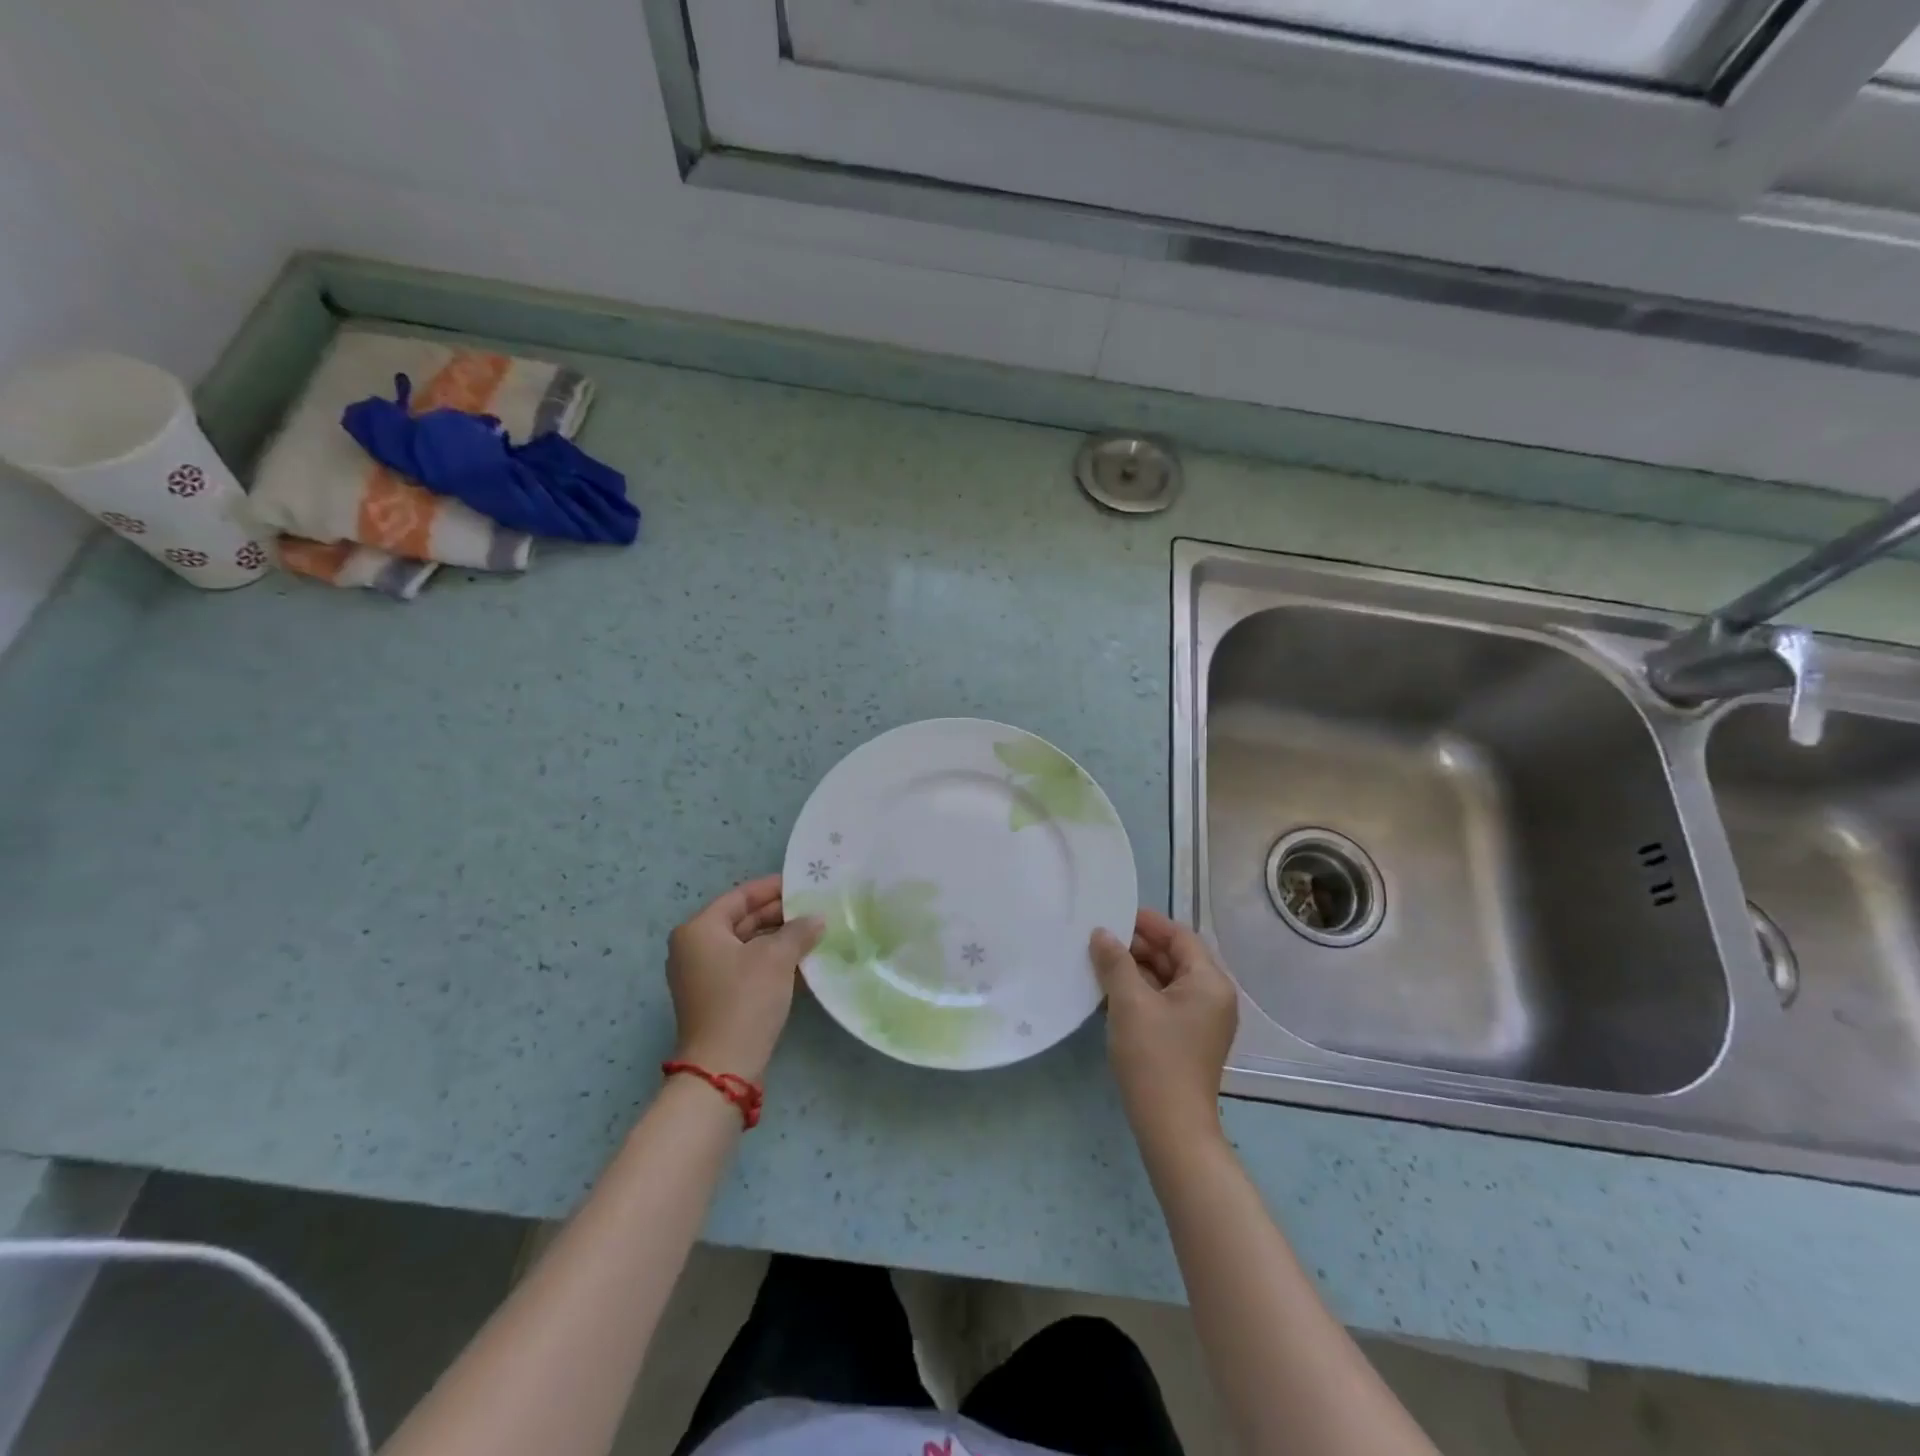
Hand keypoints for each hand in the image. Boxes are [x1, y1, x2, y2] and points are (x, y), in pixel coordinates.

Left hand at [667, 875, 823, 1082]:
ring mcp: (701, 975)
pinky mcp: (714, 998)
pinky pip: (744, 966)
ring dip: (776, 938)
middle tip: (813, 907)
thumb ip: (798, 931)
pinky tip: (799, 959)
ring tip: (812, 931)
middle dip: (778, 914)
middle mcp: (693, 947)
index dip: (772, 888)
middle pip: (741, 919)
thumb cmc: (745, 999)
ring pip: (745, 944)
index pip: (740, 896)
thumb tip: (816, 919)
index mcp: (699, 929)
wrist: (723, 1067)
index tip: (802, 883)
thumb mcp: (776, 958)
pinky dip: (768, 960)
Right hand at [1090, 908, 1238, 1142]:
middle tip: (1102, 937)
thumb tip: (1102, 933)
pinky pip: (1166, 1002)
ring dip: (1137, 969)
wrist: (1171, 1128)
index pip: (1181, 937)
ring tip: (1101, 960)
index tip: (1115, 914)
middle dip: (1140, 946)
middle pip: (1176, 957)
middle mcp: (1214, 997)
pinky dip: (1142, 992)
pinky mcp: (1189, 1039)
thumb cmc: (1154, 1057)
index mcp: (1210, 983)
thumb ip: (1115, 962)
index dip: (1148, 923)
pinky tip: (1112, 990)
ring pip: (1168, 981)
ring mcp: (1203, 1021)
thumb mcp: (1129, 1002)